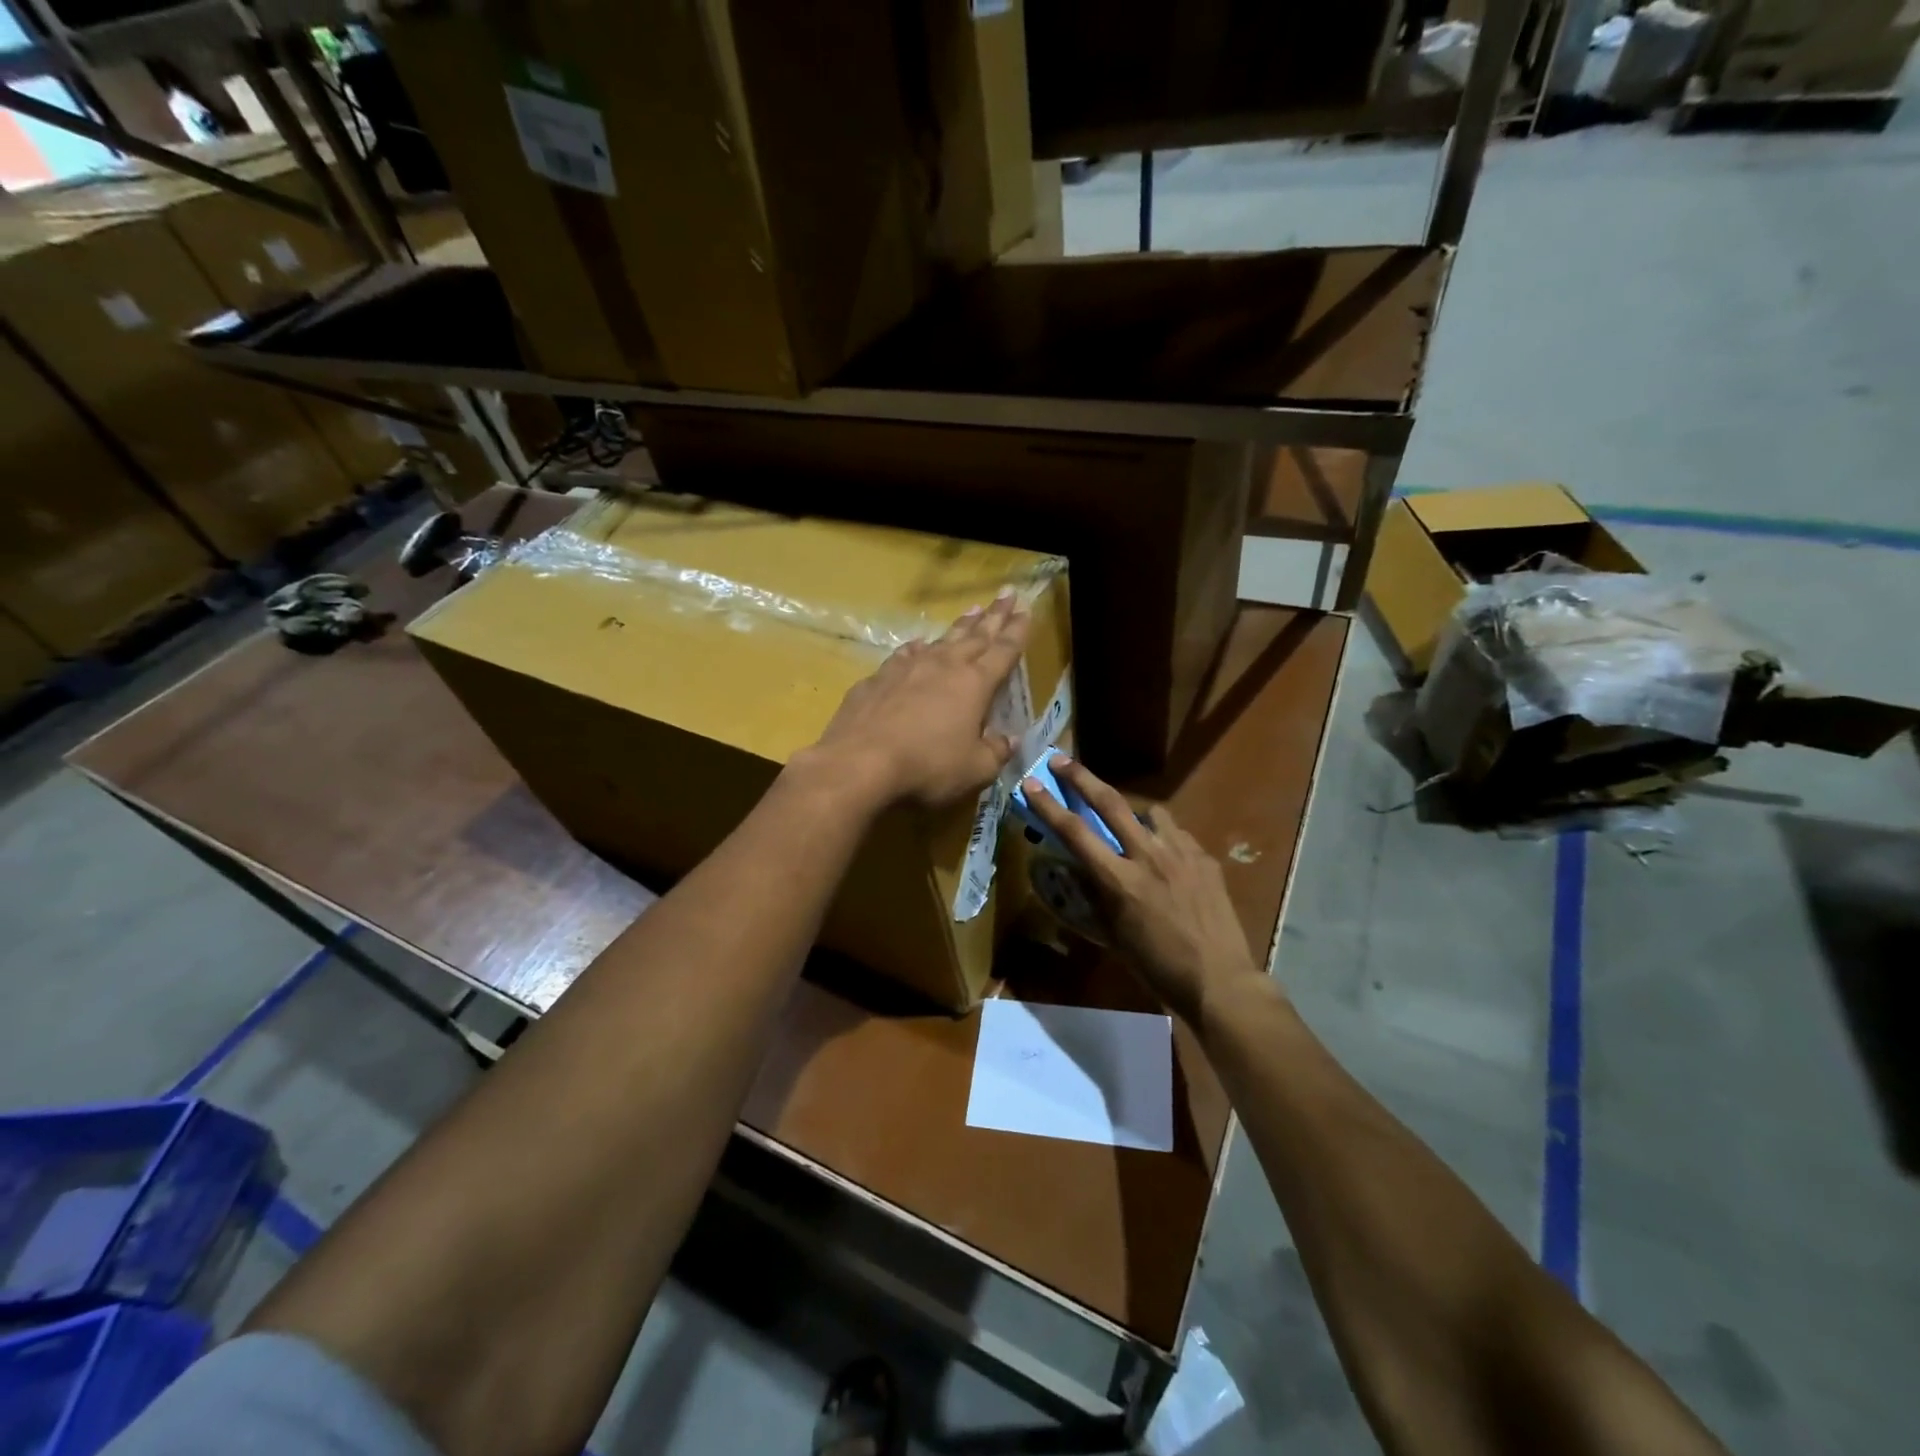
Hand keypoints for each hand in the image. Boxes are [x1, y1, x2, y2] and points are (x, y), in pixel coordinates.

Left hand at [799, 592, 1030, 810]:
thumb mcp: (974, 769)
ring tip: (971, 611)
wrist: (860, 761)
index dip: (1017, 630)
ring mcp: (907, 668)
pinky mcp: (877, 679)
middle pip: (975, 636)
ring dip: (959, 626)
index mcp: (974, 685)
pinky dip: (916, 648)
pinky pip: (904, 656)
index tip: (1025, 610)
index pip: (1003, 651)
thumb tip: (1009, 740)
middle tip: (1006, 594)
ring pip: (940, 640)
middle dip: (994, 616)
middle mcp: (943, 666)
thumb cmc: (927, 766)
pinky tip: (917, 646)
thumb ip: (995, 752)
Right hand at [1021, 754, 1264, 1024]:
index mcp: (1120, 880)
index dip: (1049, 806)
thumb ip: (1096, 897)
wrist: (1220, 981)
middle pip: (1110, 802)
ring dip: (1133, 812)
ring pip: (1150, 812)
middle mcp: (1148, 856)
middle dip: (1081, 778)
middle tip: (1062, 760)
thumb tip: (1080, 871)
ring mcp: (1181, 853)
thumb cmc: (1157, 968)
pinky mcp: (1205, 858)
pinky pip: (1178, 834)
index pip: (1075, 832)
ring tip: (1132, 826)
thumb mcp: (1114, 936)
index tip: (1032, 783)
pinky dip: (1164, 838)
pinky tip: (1167, 858)